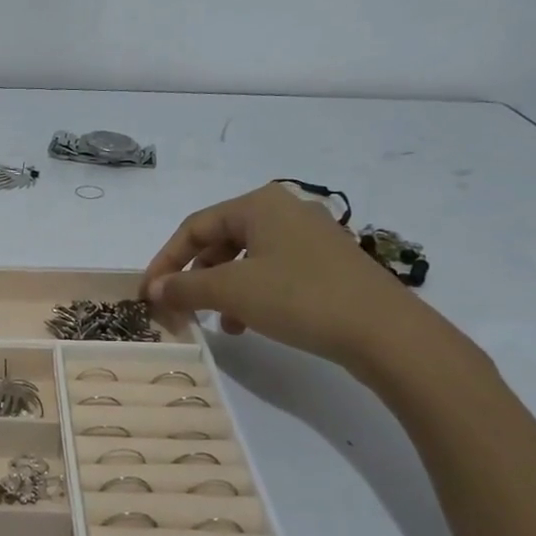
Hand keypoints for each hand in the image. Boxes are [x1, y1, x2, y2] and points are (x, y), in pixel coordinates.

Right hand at [141, 183, 425, 370]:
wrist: (386, 332)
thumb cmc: (299, 298)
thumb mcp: (232, 291)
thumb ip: (185, 287)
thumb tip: (153, 289)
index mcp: (259, 204)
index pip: (194, 227)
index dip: (165, 260)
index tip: (149, 293)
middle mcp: (285, 210)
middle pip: (220, 240)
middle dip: (195, 276)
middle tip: (181, 307)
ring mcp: (311, 236)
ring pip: (246, 259)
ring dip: (222, 290)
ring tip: (218, 322)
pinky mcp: (327, 263)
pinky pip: (273, 271)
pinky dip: (251, 294)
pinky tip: (248, 324)